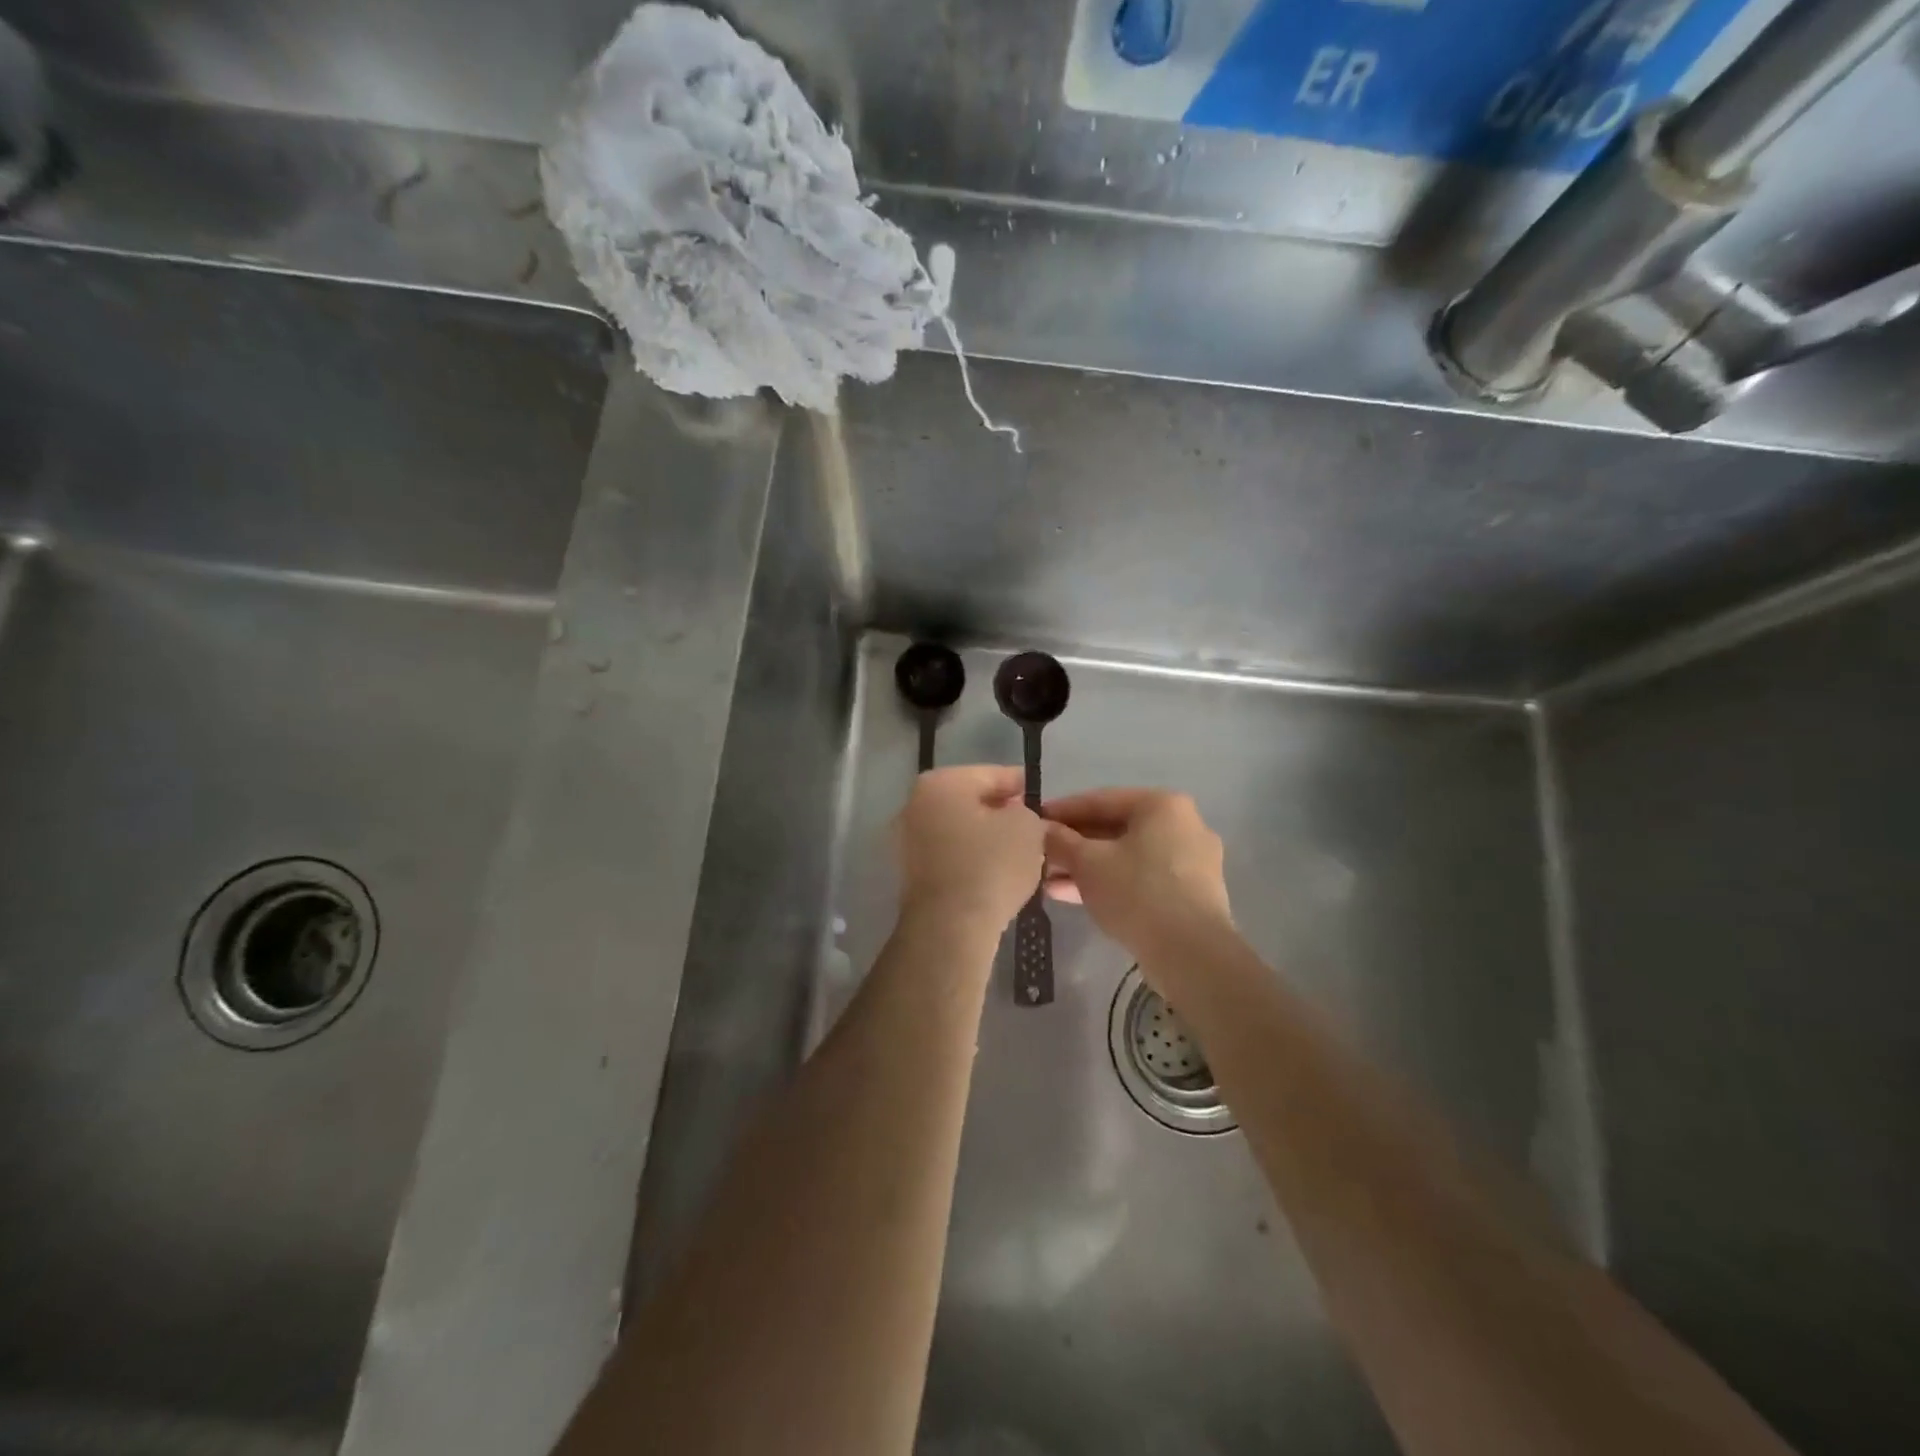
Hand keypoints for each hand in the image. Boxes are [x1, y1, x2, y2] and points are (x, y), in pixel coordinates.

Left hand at [896, 765, 1045, 933]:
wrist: (949, 927)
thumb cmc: (989, 866)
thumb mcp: (1027, 827)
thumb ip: (1026, 811)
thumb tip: (1014, 816)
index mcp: (941, 783)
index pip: (991, 774)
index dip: (1019, 784)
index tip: (1038, 795)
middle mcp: (915, 804)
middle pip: (970, 801)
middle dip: (999, 811)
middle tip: (1030, 825)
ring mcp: (906, 839)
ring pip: (958, 829)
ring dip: (984, 837)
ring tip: (1016, 852)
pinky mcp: (909, 872)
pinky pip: (949, 855)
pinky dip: (970, 858)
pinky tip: (993, 873)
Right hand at [1043, 789, 1232, 963]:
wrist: (1191, 953)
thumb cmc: (1137, 892)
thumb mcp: (1087, 863)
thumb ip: (1060, 841)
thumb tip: (1041, 830)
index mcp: (1161, 805)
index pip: (1100, 800)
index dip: (1061, 811)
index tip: (1032, 821)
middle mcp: (1182, 825)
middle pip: (1114, 829)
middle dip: (1073, 845)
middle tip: (1039, 856)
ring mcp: (1190, 861)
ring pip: (1126, 856)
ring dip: (1086, 867)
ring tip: (1047, 882)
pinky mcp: (1190, 893)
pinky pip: (1141, 877)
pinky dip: (1110, 882)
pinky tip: (1072, 896)